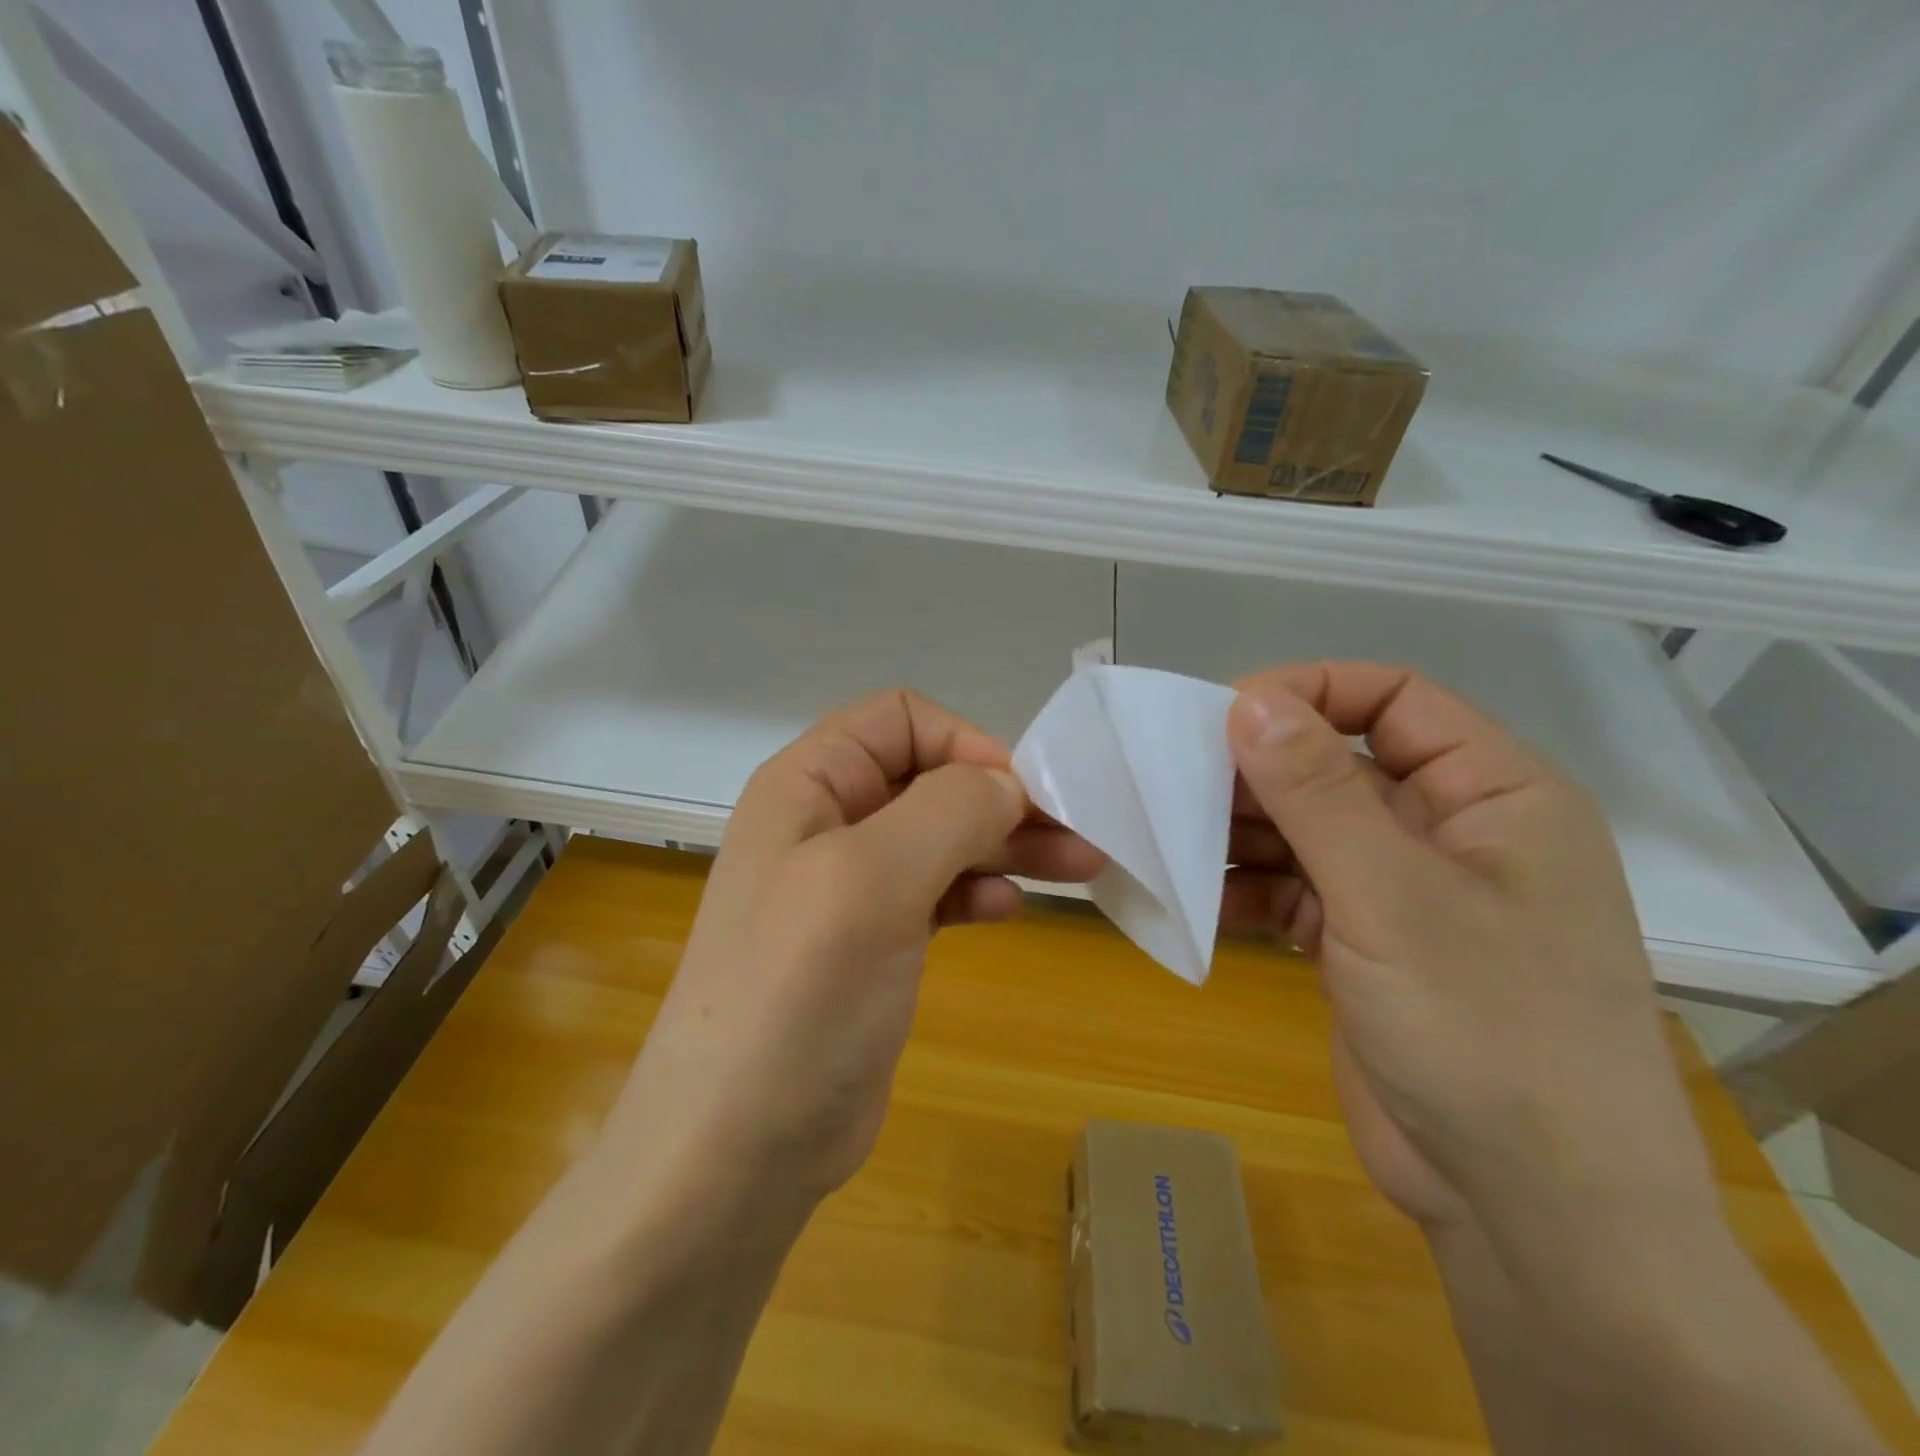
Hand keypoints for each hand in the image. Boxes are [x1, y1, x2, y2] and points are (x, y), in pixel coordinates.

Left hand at [600, 690, 1101, 1215]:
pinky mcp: (872, 943)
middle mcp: (826, 823)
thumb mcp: (872, 880)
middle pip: (930, 779)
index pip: (900, 721)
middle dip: (1003, 799)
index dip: (964, 743)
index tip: (1021, 794)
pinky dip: (977, 890)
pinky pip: (936, 891)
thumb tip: (1007, 786)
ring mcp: (848, 887)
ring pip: (941, 836)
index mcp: (809, 785)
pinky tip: (1007, 912)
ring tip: (1077, 867)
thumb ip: (947, 811)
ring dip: (1005, 844)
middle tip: (1080, 832)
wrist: (736, 1148)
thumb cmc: (799, 994)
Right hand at [1220, 663, 1717, 1259]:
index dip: (1309, 692)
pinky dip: (1248, 888)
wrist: (1529, 1211)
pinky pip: (1294, 889)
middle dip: (1259, 773)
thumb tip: (1249, 699)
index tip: (1224, 717)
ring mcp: (1403, 891)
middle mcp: (1449, 831)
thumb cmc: (1486, 1031)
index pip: (1393, 699)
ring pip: (1306, 828)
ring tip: (1174, 841)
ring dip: (1242, 833)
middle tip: (1176, 784)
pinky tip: (1201, 898)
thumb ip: (1317, 792)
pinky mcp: (1364, 944)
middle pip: (1337, 765)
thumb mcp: (1393, 897)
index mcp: (1493, 794)